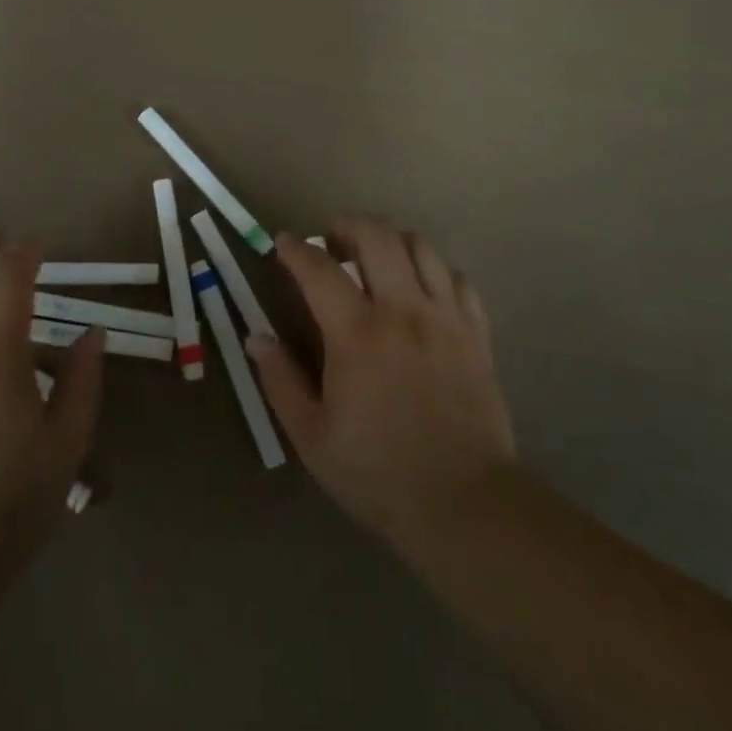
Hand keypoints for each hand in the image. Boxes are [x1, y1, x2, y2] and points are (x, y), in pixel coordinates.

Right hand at [248, 218, 516, 557]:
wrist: (465, 505)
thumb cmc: (379, 473)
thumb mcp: (312, 437)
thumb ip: (280, 381)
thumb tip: (255, 338)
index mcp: (357, 334)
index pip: (319, 270)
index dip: (295, 249)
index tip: (283, 242)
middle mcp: (403, 311)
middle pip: (377, 237)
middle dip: (348, 225)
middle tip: (332, 239)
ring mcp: (445, 318)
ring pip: (421, 247)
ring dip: (392, 240)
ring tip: (376, 256)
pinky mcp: (476, 334)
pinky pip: (458, 280)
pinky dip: (435, 271)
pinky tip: (422, 290)